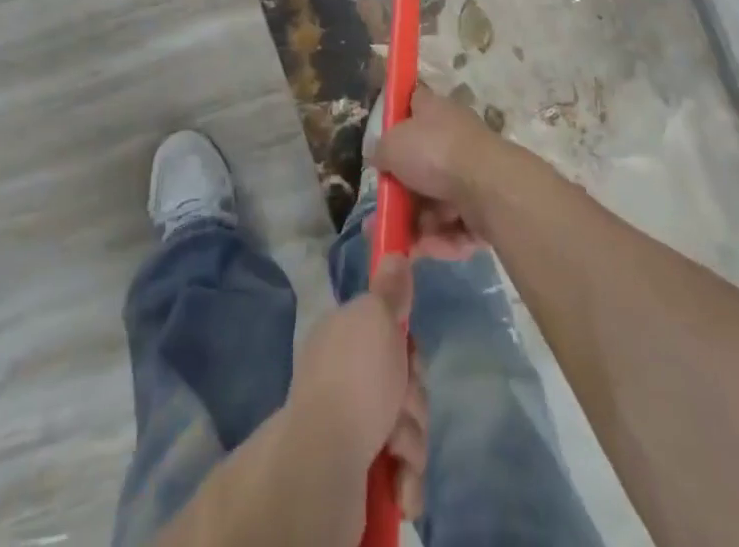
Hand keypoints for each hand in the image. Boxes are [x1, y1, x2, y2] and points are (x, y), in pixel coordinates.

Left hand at [287, 254, 427, 533]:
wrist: (325, 464)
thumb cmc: (355, 379)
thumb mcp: (376, 316)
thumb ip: (389, 290)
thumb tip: (394, 254)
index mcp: (343, 336)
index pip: (387, 329)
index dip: (407, 342)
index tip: (409, 349)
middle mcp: (344, 375)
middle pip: (403, 377)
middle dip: (413, 395)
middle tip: (403, 401)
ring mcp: (351, 423)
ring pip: (406, 422)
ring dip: (412, 436)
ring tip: (396, 449)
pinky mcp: (361, 469)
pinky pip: (400, 467)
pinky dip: (405, 476)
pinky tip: (399, 483)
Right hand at [373, 84, 502, 260]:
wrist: (489, 187)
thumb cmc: (435, 153)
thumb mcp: (392, 144)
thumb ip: (381, 151)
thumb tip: (382, 158)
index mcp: (435, 111)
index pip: (413, 103)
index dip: (398, 116)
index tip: (383, 139)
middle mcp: (455, 138)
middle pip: (421, 164)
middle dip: (400, 195)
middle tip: (382, 216)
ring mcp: (473, 173)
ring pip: (437, 201)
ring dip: (417, 224)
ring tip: (398, 243)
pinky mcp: (487, 206)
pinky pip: (456, 224)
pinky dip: (441, 239)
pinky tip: (425, 249)